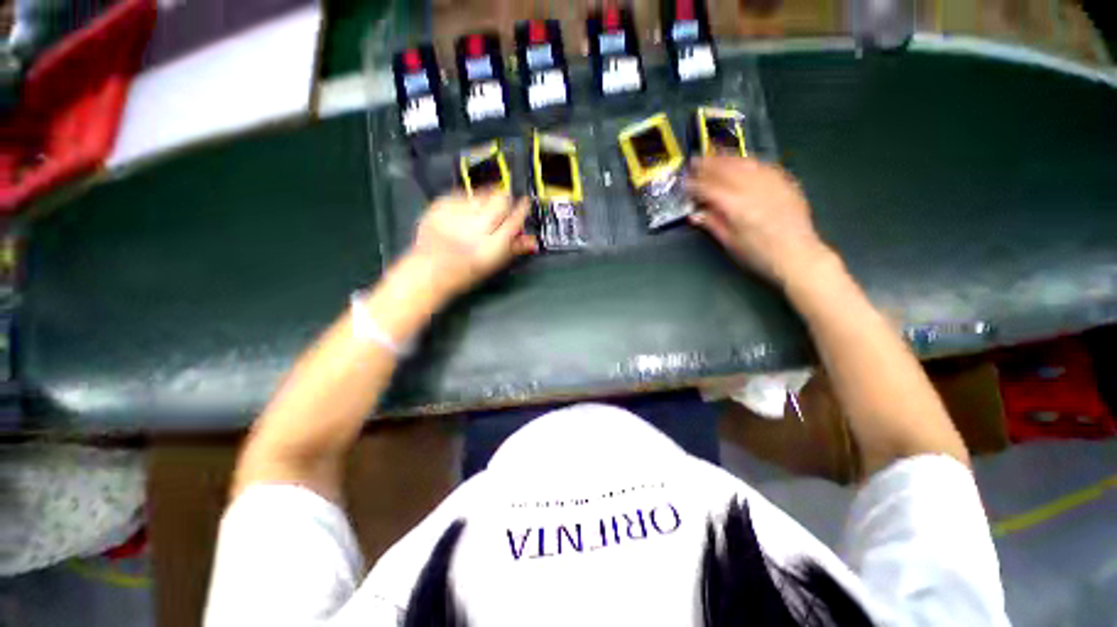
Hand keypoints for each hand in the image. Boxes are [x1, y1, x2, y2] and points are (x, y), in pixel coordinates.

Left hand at [407, 192, 537, 298]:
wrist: (429, 271)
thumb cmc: (463, 273)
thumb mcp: (493, 265)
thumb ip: (514, 249)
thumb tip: (532, 241)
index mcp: (492, 246)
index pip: (515, 219)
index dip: (523, 209)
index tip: (524, 204)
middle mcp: (475, 229)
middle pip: (500, 200)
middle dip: (506, 198)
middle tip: (504, 204)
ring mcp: (456, 216)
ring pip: (482, 194)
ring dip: (487, 198)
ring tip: (483, 209)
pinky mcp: (440, 207)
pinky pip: (462, 194)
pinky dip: (468, 200)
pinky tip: (466, 211)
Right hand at [687, 156, 833, 284]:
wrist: (797, 255)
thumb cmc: (760, 255)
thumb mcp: (730, 243)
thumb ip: (713, 225)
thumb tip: (696, 214)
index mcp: (736, 206)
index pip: (709, 189)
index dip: (694, 185)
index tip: (685, 183)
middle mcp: (753, 189)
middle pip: (726, 169)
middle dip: (708, 164)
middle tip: (695, 161)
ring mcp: (771, 183)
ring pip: (745, 163)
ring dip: (727, 158)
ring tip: (715, 155)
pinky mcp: (785, 183)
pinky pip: (764, 165)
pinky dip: (749, 162)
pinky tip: (742, 162)